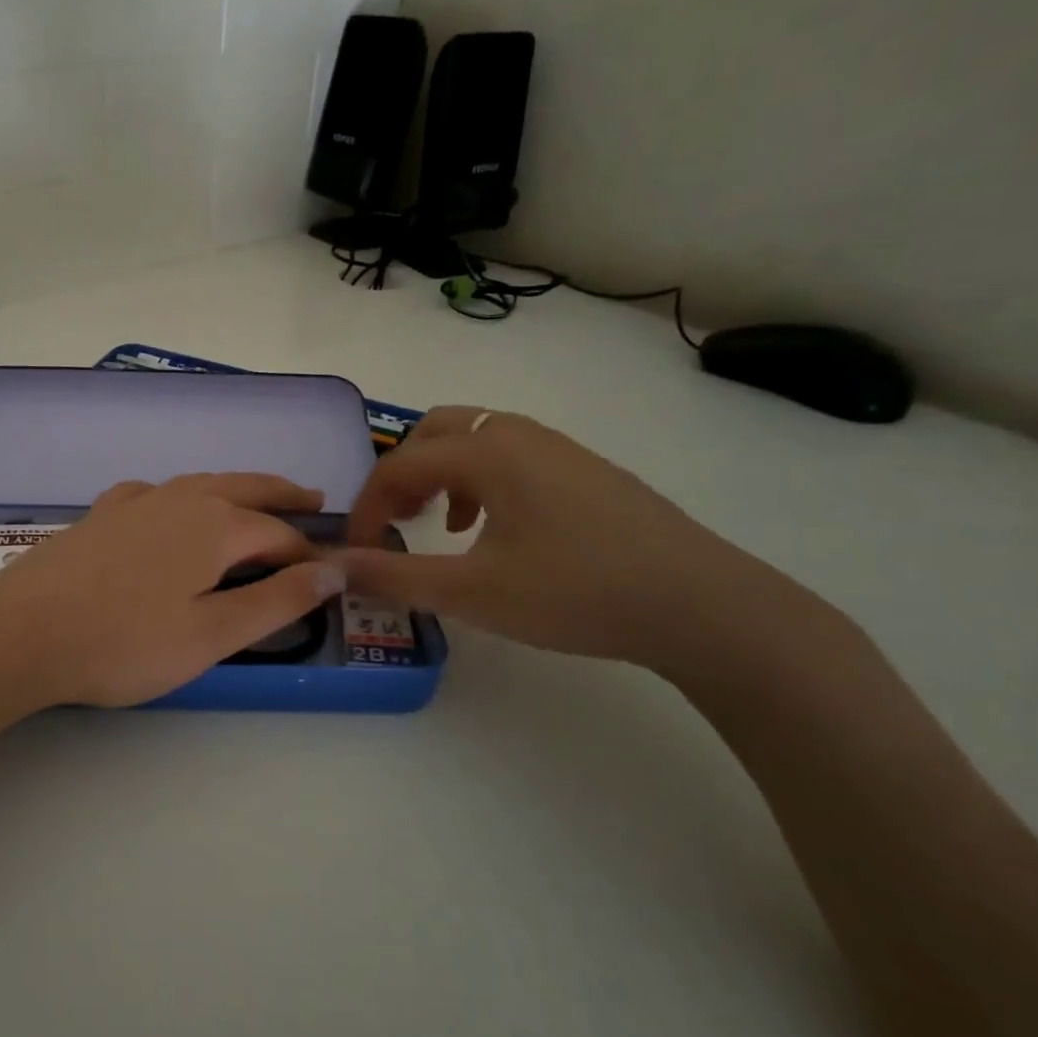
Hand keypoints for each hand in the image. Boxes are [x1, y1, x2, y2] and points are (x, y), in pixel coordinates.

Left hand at [0, 473, 345, 709]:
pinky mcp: (101, 514)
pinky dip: (179, 495)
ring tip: (254, 497)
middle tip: (314, 498)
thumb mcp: (212, 634)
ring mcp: (136, 502)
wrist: (23, 631)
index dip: (306, 556)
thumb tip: (334, 570)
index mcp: (215, 524)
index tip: (325, 576)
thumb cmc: (125, 642)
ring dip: (236, 488)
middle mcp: (180, 499)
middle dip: (282, 494)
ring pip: (200, 483)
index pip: (278, 534)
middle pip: (245, 487)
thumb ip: (276, 601)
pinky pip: (154, 493)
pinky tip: (168, 506)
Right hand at [342, 407, 796, 675]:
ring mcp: (559, 448)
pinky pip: (511, 455)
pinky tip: (497, 530)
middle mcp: (518, 435)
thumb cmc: (576, 593)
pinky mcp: (586, 470)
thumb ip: (395, 577)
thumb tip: (336, 566)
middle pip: (434, 431)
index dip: (367, 507)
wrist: (702, 605)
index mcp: (487, 453)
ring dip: (442, 473)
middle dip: (402, 473)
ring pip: (475, 439)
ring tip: (441, 524)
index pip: (399, 465)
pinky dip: (481, 479)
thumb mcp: (472, 593)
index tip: (359, 551)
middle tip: (396, 521)